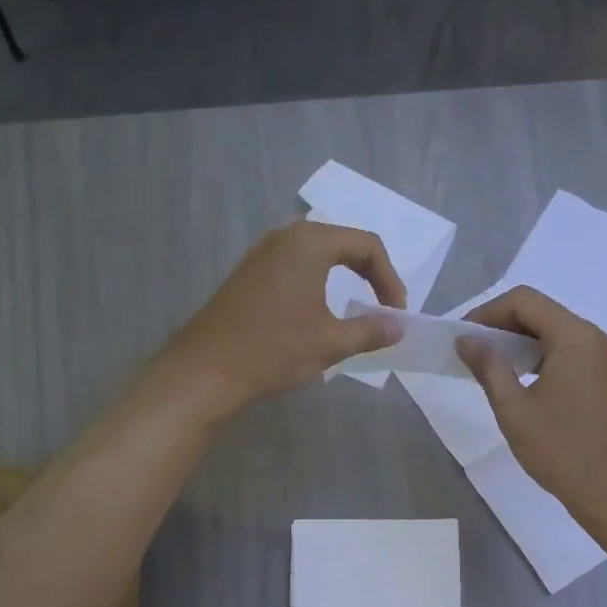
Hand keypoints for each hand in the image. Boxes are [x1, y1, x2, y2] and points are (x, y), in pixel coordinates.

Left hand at [155, 220, 406, 418]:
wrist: (207, 370)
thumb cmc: (274, 350)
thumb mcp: (330, 343)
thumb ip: (370, 331)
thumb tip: (399, 327)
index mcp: (310, 243)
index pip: (367, 245)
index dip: (390, 279)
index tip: (395, 314)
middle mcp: (285, 236)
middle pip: (342, 243)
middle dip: (369, 273)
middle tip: (381, 306)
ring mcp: (262, 253)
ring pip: (317, 253)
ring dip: (343, 277)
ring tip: (355, 309)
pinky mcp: (249, 272)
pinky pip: (295, 265)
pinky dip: (317, 282)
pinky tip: (317, 312)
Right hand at [456, 286, 606, 521]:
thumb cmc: (559, 449)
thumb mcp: (513, 408)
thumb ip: (488, 367)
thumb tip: (466, 340)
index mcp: (574, 337)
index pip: (524, 300)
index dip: (487, 312)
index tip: (462, 337)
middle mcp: (592, 338)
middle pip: (540, 312)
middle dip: (501, 325)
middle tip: (470, 351)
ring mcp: (601, 357)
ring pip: (552, 332)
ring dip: (518, 342)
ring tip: (488, 366)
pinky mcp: (602, 377)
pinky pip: (565, 351)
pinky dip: (537, 356)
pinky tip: (517, 380)